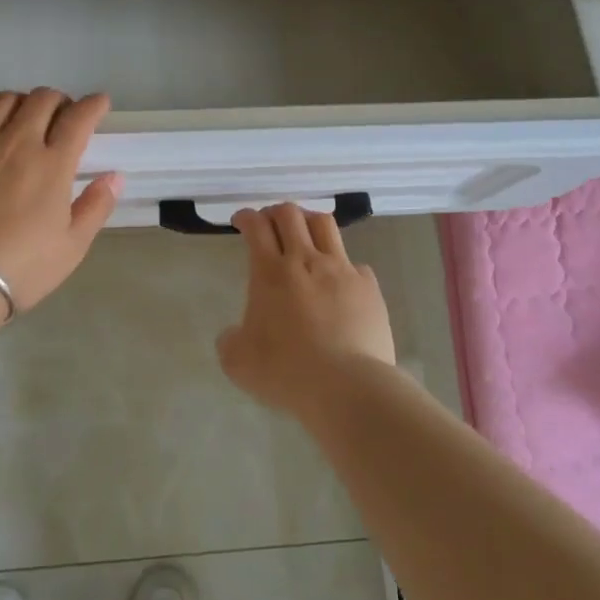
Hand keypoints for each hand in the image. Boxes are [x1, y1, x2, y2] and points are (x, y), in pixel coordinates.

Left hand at [0, 89, 122, 312]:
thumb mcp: (72, 246)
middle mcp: (16, 142)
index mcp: (52, 164)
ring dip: (19, 101)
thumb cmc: (20, 268)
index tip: (99, 103)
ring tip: (20, 116)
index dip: (93, 105)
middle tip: (60, 114)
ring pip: (2, 100)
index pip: (78, 118)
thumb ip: (96, 206)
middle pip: (41, 100)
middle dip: (58, 100)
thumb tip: (115, 176)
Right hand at [218, 202, 395, 418]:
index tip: (242, 221)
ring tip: (305, 234)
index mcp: (270, 272)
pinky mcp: (369, 287)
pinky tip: (340, 283)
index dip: (247, 217)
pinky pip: (355, 264)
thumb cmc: (286, 371)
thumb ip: (230, 340)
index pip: (256, 226)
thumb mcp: (238, 362)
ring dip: (309, 222)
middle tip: (270, 224)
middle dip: (276, 212)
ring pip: (325, 225)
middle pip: (290, 214)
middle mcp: (305, 260)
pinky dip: (343, 267)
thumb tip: (234, 334)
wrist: (347, 387)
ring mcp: (341, 270)